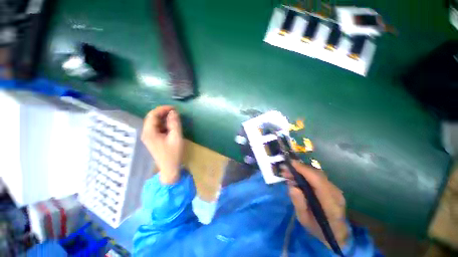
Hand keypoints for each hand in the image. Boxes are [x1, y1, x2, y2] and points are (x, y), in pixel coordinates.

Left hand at [142, 106, 183, 184]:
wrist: (170, 168)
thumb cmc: (173, 153)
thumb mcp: (176, 137)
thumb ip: (175, 123)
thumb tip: (173, 112)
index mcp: (149, 132)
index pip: (152, 115)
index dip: (162, 109)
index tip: (174, 108)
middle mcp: (146, 133)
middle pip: (152, 118)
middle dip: (163, 113)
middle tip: (175, 112)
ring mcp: (149, 137)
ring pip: (155, 123)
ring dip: (164, 119)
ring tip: (175, 118)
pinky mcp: (153, 139)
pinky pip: (157, 128)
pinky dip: (164, 124)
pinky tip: (172, 126)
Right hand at [282, 161, 348, 247]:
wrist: (336, 234)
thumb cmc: (318, 229)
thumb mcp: (304, 220)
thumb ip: (299, 204)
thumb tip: (292, 186)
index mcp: (330, 204)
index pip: (317, 181)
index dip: (304, 170)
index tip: (290, 164)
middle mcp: (335, 193)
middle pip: (317, 174)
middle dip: (300, 168)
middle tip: (285, 168)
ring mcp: (335, 190)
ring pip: (317, 173)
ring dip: (302, 170)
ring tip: (289, 172)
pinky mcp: (332, 188)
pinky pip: (318, 176)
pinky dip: (306, 173)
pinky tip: (297, 176)